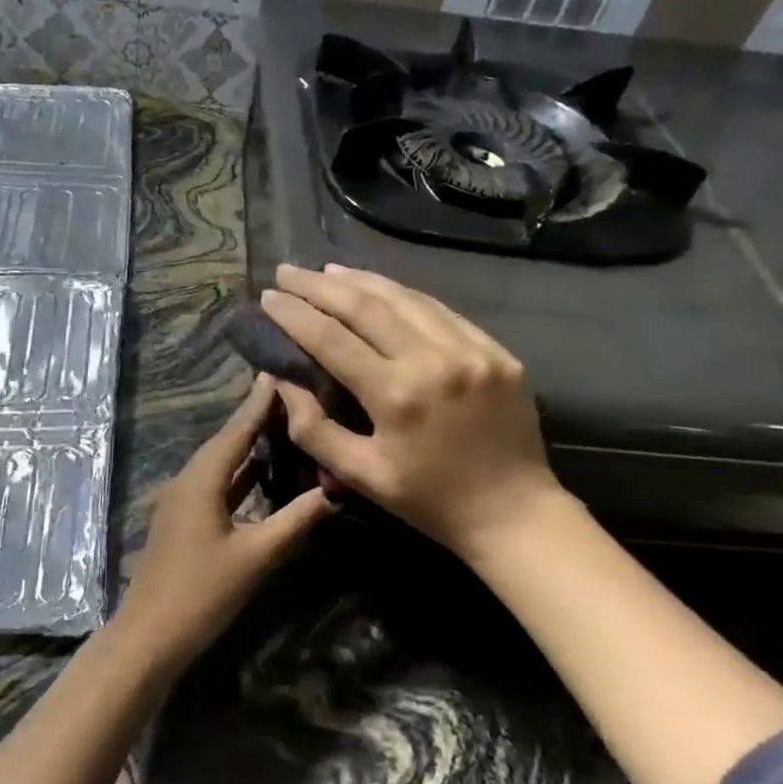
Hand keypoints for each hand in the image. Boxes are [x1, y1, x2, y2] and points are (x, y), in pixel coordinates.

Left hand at [113, 375, 332, 671]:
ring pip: (220, 462)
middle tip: (290, 391)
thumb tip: (334, 491)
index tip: (280, 369)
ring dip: (247, 444)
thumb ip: (295, 520)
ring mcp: (182, 500)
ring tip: (282, 422)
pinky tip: (261, 471)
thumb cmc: (203, 592)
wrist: (150, 634)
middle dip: (256, 416)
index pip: (237, 429)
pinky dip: (239, 472)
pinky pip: (215, 482)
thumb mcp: (256, 556)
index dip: (259, 401)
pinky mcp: (183, 519)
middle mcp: (188, 479)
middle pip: (226, 440)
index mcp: (202, 479)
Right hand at [259, 263, 566, 561]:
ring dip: (361, 280)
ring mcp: (471, 351)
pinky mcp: (496, 351)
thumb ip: (314, 428)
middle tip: (288, 271)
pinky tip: (382, 288)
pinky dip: (405, 295)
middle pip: (366, 307)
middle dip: (320, 286)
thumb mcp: (360, 475)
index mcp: (396, 397)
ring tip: (327, 271)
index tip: (268, 296)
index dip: (295, 314)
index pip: (332, 340)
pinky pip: (441, 310)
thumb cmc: (428, 501)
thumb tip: (283, 380)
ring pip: (405, 298)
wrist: (514, 513)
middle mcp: (433, 361)